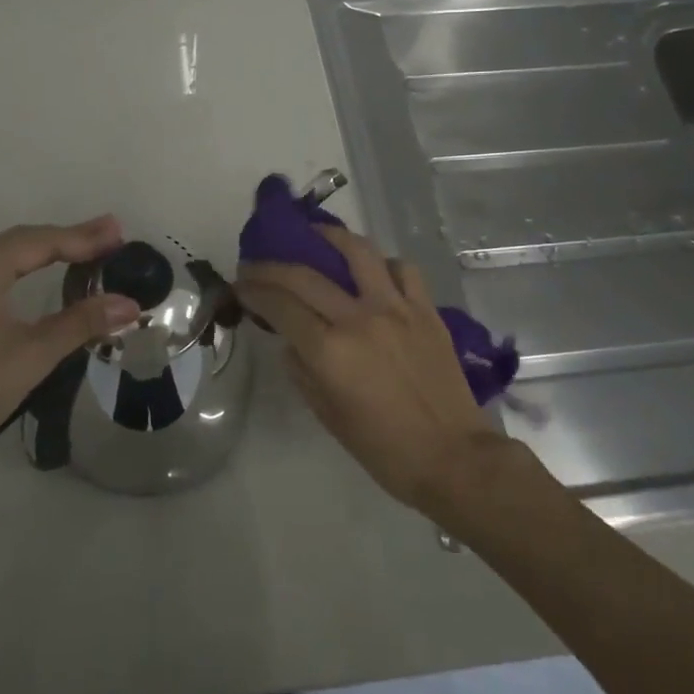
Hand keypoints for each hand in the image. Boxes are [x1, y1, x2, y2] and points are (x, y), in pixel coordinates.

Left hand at [0, 217, 140, 479]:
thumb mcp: (31, 356)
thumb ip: (80, 323)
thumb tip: (129, 304)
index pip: (36, 242)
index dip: (80, 236)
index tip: (118, 232)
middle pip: (17, 244)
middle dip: (65, 240)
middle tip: (109, 237)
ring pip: (0, 260)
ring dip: (42, 254)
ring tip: (84, 252)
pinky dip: (19, 273)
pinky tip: (38, 278)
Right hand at [239, 225, 496, 513]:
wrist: (453, 458)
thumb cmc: (384, 449)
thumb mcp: (328, 416)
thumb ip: (302, 371)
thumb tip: (291, 341)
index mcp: (330, 351)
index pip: (280, 306)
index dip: (254, 291)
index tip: (240, 285)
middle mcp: (359, 319)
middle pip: (305, 275)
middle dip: (272, 267)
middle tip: (257, 266)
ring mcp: (397, 309)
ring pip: (359, 252)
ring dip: (329, 238)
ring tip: (315, 235)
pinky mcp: (426, 310)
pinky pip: (402, 269)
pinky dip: (382, 263)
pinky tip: (373, 271)